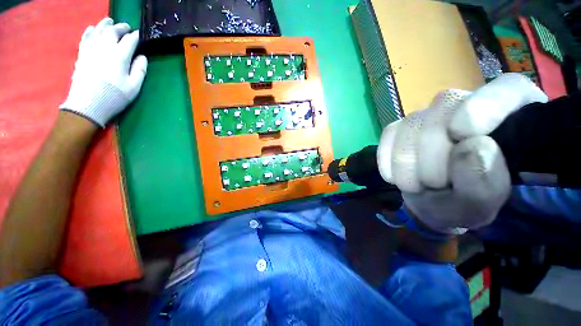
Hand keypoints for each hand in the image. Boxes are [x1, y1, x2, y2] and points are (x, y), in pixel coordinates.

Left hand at [60, 17, 147, 126]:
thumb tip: (142, 57)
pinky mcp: (82, 53)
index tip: (140, 35)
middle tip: (126, 27)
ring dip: (106, 24)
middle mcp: (105, 47)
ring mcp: (91, 48)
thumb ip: (140, 70)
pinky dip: (91, 30)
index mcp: (120, 55)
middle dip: (121, 27)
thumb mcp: (134, 87)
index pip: (130, 40)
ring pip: (99, 29)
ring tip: (110, 22)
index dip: (136, 36)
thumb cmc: (115, 97)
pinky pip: (86, 36)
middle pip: (113, 30)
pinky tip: (94, 29)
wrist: (88, 105)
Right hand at [377, 73, 547, 232]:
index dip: (483, 106)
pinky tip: (397, 177)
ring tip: (418, 185)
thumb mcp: (482, 204)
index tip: (462, 135)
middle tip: (435, 185)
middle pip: (444, 107)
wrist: (433, 202)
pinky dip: (389, 159)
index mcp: (510, 117)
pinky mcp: (400, 127)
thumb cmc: (467, 203)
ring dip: (408, 162)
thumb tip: (472, 146)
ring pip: (410, 123)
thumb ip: (485, 181)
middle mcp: (466, 107)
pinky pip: (389, 134)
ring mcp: (428, 116)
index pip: (506, 89)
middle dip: (433, 153)